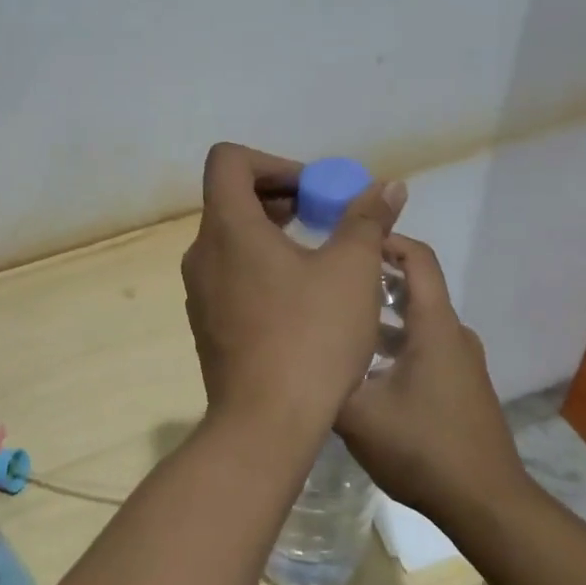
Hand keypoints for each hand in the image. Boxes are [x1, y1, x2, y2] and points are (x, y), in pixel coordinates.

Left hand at [181, 143, 404, 431]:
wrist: (265, 423)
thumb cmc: (310, 337)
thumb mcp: (352, 271)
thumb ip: (366, 220)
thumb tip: (386, 186)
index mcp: (227, 228)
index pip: (228, 161)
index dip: (272, 162)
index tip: (311, 190)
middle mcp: (202, 253)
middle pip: (230, 199)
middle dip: (280, 197)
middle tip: (323, 218)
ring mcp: (199, 292)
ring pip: (231, 240)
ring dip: (272, 234)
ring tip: (318, 257)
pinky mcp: (206, 324)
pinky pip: (229, 275)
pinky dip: (260, 268)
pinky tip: (299, 300)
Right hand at [335, 237, 526, 527]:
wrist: (485, 504)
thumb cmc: (422, 448)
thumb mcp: (357, 414)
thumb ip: (325, 377)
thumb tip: (296, 353)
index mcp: (434, 326)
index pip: (417, 258)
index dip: (385, 240)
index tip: (346, 241)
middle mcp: (453, 334)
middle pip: (414, 287)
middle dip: (372, 279)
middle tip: (328, 282)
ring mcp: (461, 362)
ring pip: (417, 321)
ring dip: (379, 316)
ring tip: (336, 324)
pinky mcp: (461, 386)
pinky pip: (424, 347)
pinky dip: (394, 343)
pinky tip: (362, 369)